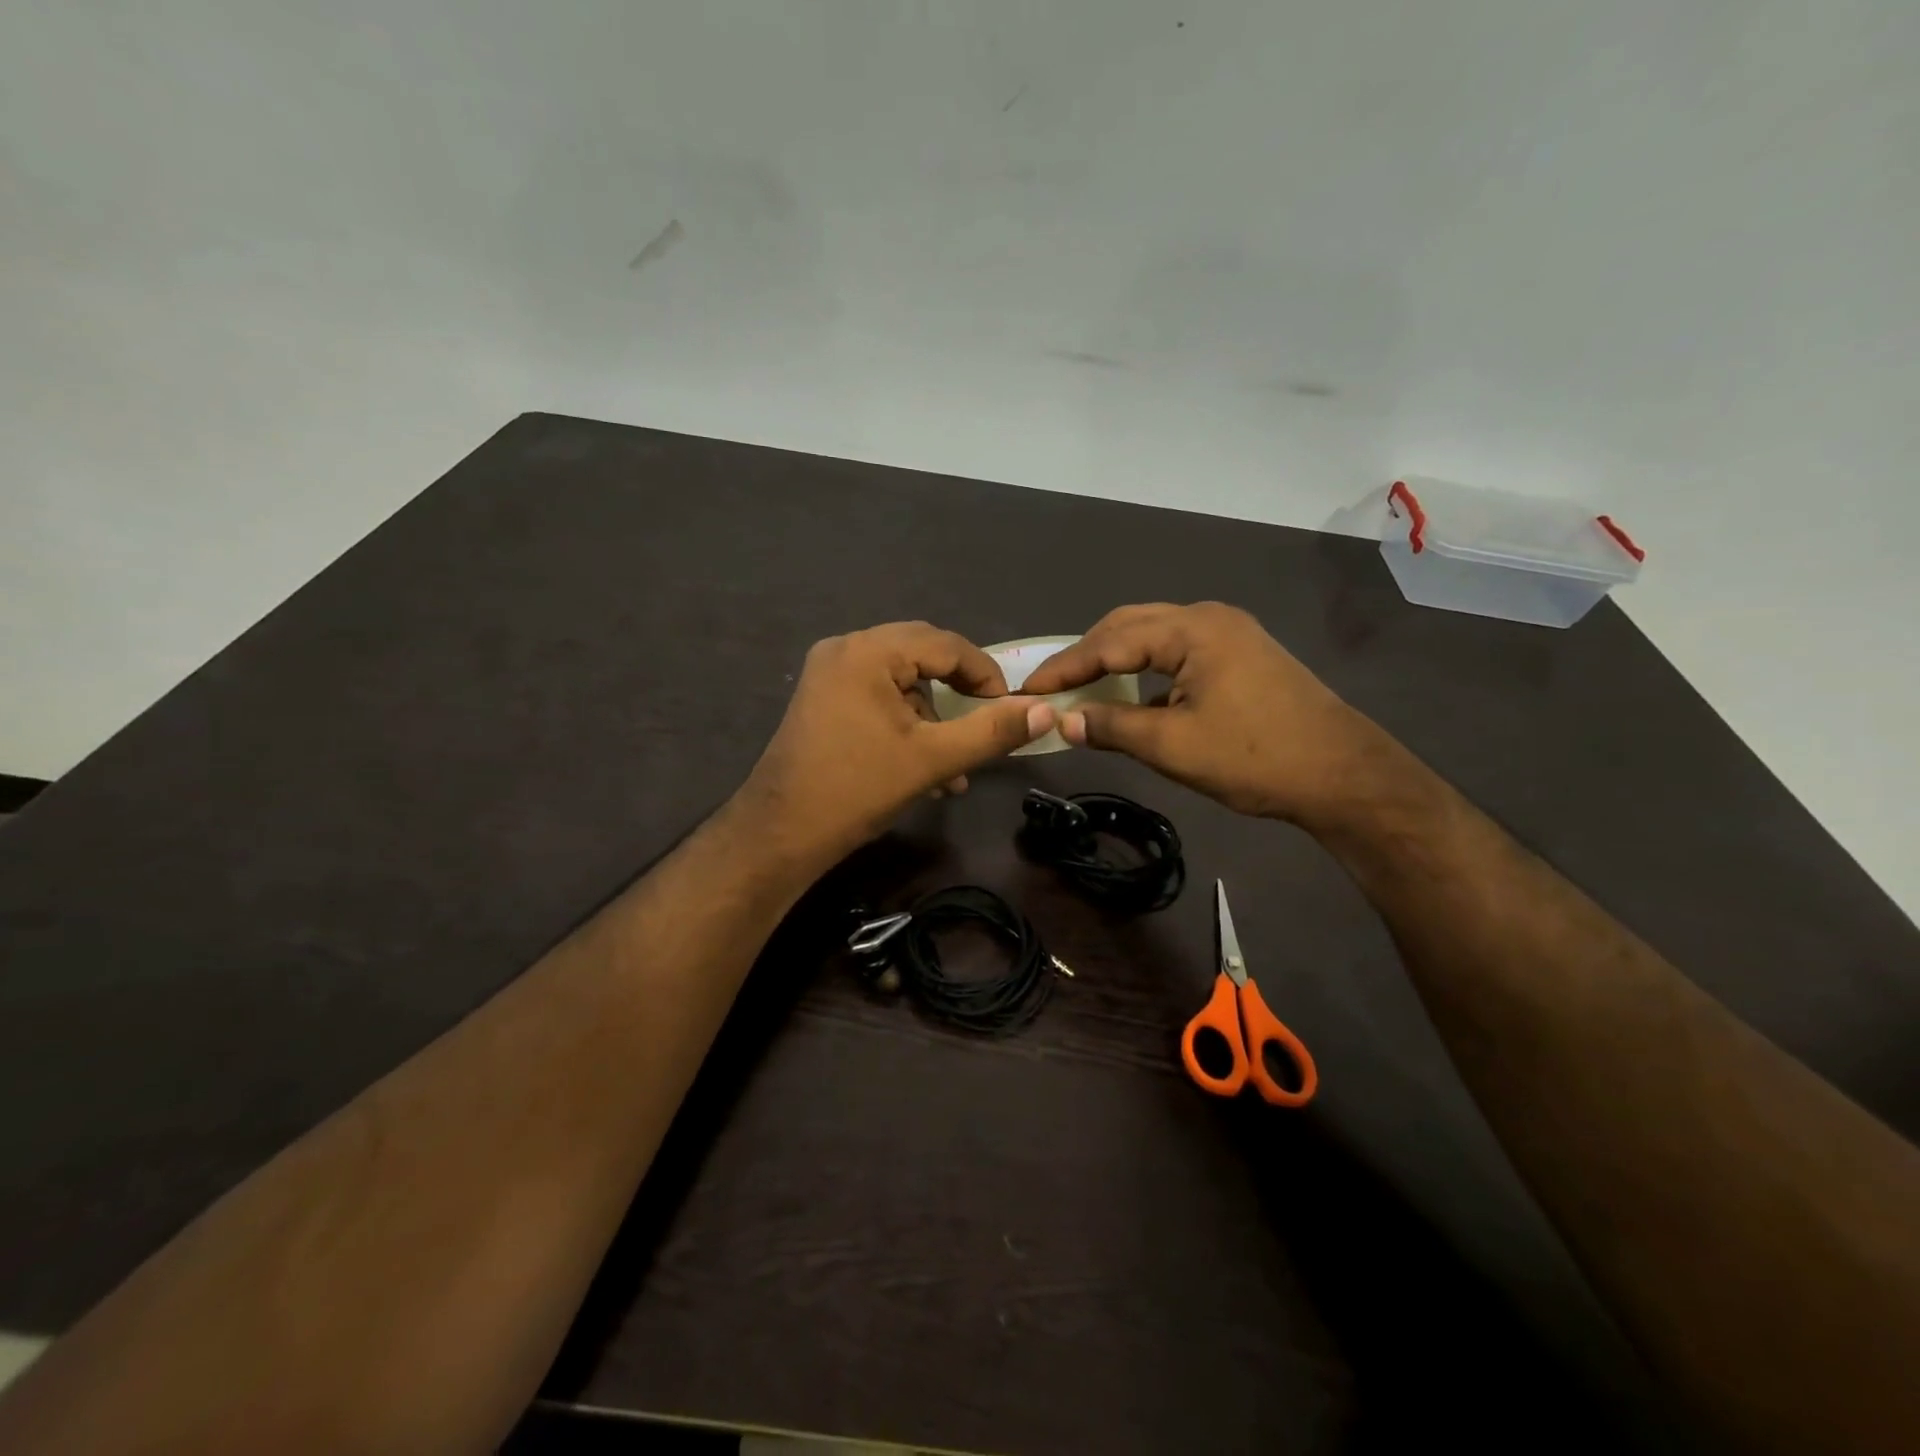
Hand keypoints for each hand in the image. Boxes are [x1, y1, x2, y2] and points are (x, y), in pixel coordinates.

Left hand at [739, 622, 1055, 864]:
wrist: (781, 833)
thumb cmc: (857, 789)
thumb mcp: (933, 759)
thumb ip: (992, 731)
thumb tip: (1044, 712)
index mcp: (868, 652)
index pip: (945, 644)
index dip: (985, 674)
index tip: (1009, 709)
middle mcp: (845, 649)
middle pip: (921, 656)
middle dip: (958, 694)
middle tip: (986, 723)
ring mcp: (828, 674)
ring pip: (900, 681)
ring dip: (933, 718)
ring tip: (956, 766)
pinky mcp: (822, 700)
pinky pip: (877, 697)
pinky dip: (906, 724)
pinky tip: (924, 768)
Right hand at [1021, 602, 1376, 822]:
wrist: (1344, 776)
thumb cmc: (1255, 758)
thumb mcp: (1174, 746)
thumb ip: (1113, 727)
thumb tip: (1064, 722)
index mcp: (1192, 630)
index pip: (1110, 642)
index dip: (1064, 668)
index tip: (1027, 690)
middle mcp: (1208, 618)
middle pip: (1129, 626)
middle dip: (1087, 656)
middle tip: (1052, 688)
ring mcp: (1229, 634)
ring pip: (1154, 637)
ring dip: (1116, 661)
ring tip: (1083, 689)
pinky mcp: (1241, 655)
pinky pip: (1177, 652)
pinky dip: (1146, 670)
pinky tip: (1132, 695)